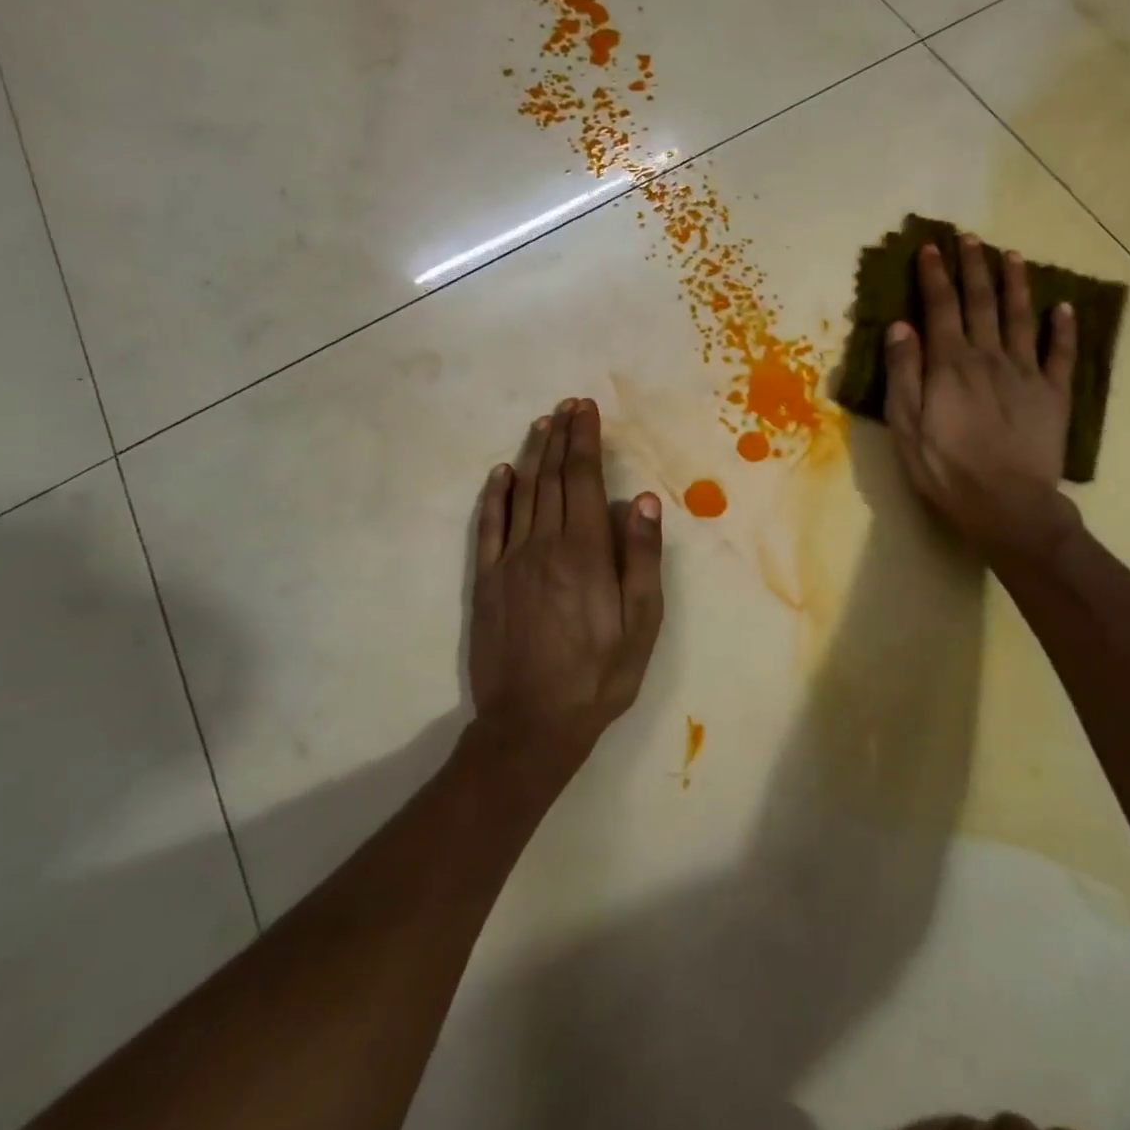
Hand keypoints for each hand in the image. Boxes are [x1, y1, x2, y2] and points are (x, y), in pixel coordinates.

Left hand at [468, 398, 664, 772]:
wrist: (531, 724)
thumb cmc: (599, 674)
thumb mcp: (641, 622)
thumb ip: (641, 558)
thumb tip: (641, 500)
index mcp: (585, 551)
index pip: (584, 480)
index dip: (585, 441)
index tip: (586, 411)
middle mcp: (544, 544)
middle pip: (553, 478)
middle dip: (562, 437)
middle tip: (568, 406)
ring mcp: (510, 561)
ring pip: (522, 494)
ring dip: (534, 456)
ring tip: (543, 424)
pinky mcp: (487, 581)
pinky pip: (490, 527)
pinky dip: (495, 496)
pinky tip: (502, 474)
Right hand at [884, 237, 1082, 565]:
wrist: (1005, 504)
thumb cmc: (945, 468)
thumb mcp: (906, 425)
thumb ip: (904, 373)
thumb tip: (901, 326)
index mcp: (951, 364)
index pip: (940, 307)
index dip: (935, 275)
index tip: (931, 248)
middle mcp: (989, 357)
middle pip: (981, 302)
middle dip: (973, 267)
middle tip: (970, 238)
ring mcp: (1026, 373)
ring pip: (1021, 317)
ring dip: (1015, 284)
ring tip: (1012, 256)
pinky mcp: (1053, 394)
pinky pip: (1061, 354)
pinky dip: (1063, 328)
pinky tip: (1063, 308)